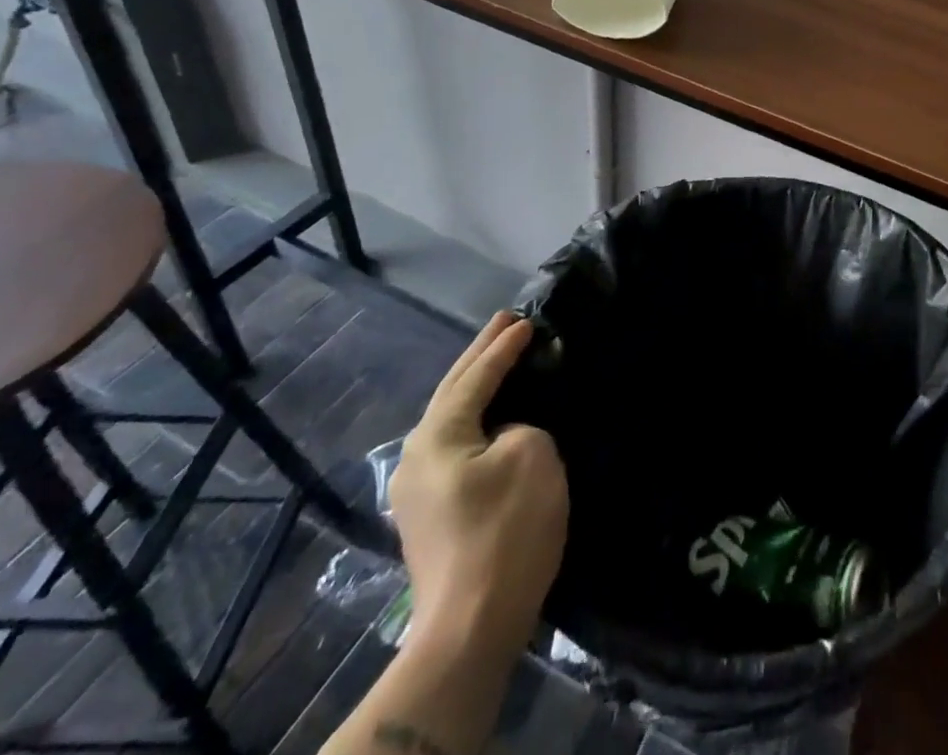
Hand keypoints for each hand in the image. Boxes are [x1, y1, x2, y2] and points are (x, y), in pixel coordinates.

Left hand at [389, 312, 568, 658]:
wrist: (471, 628)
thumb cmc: (504, 529)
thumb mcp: (531, 454)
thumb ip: (520, 426)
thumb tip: (504, 437)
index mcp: (437, 435)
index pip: (475, 376)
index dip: (503, 347)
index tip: (526, 320)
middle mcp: (416, 456)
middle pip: (452, 391)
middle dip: (480, 355)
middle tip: (504, 322)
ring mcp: (418, 490)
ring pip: (452, 419)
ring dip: (476, 387)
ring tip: (498, 360)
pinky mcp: (432, 516)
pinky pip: (457, 445)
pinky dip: (476, 418)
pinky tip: (492, 417)